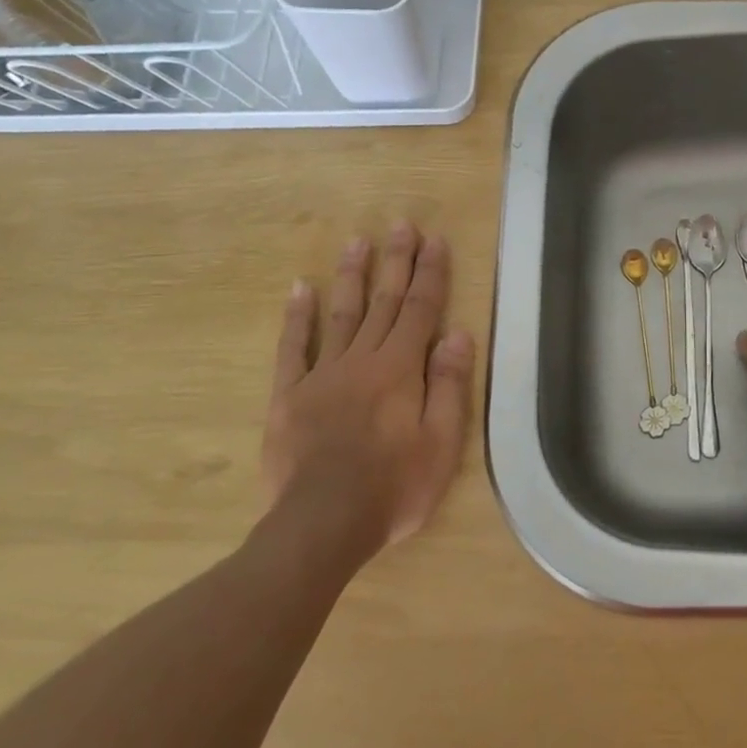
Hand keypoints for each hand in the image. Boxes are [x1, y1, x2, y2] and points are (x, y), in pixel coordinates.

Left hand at [262, 225, 475, 558]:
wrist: (323, 523)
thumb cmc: (395, 485)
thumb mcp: (442, 441)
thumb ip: (448, 384)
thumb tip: (457, 333)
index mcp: (401, 368)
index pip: (421, 309)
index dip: (430, 273)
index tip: (435, 240)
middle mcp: (363, 359)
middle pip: (384, 302)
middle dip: (395, 261)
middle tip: (400, 225)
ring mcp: (322, 375)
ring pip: (341, 314)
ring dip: (351, 276)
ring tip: (357, 242)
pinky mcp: (289, 396)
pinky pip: (293, 348)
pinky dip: (297, 318)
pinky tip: (299, 289)